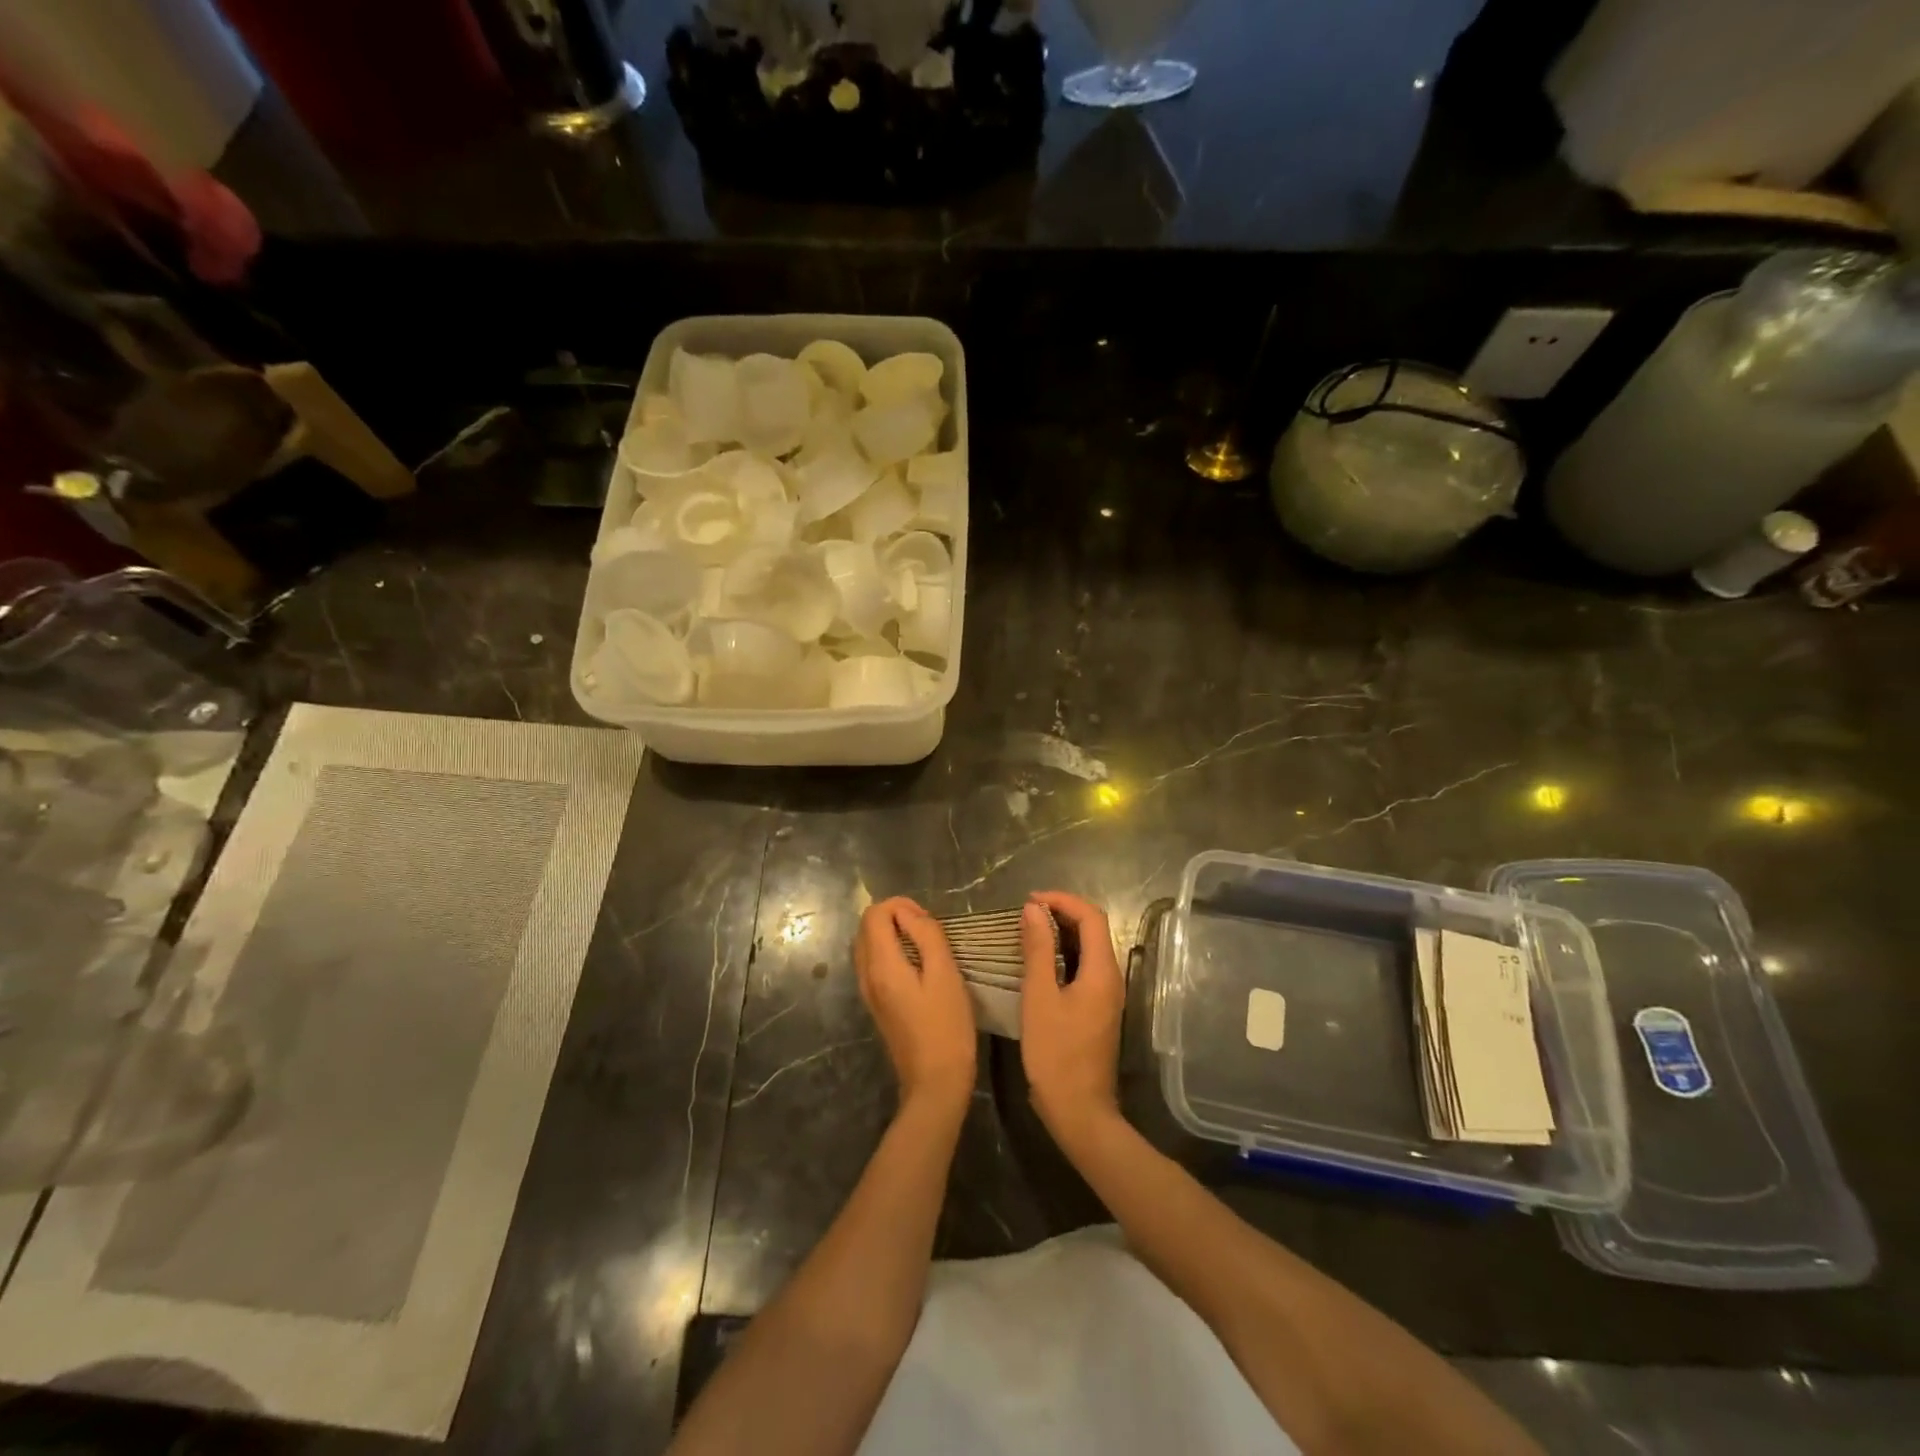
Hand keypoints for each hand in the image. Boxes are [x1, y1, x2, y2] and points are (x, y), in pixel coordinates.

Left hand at [855, 897, 976, 1114]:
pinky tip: (916, 965)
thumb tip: (910, 914)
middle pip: (866, 927)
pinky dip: (889, 952)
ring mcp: (867, 991)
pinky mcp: (875, 1004)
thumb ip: (927, 936)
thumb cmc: (946, 1026)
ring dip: (891, 934)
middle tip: (927, 929)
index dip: (900, 905)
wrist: (934, 1082)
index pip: (874, 914)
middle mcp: (866, 975)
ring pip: (867, 945)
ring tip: (924, 944)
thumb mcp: (945, 974)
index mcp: (881, 965)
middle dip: (894, 916)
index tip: (927, 918)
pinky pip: (872, 963)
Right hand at [1019, 892, 1125, 1149]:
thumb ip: (1038, 950)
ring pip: (1089, 948)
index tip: (1030, 900)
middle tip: (1026, 912)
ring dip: (1062, 932)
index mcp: (1102, 971)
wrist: (1079, 1110)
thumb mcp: (1039, 998)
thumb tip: (1033, 909)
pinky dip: (1063, 954)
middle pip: (1094, 929)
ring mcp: (1107, 994)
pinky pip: (1084, 967)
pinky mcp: (1097, 1008)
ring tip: (1028, 930)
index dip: (1062, 900)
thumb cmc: (1056, 1054)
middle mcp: (1111, 977)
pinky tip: (1039, 960)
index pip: (1091, 916)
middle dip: (1062, 912)